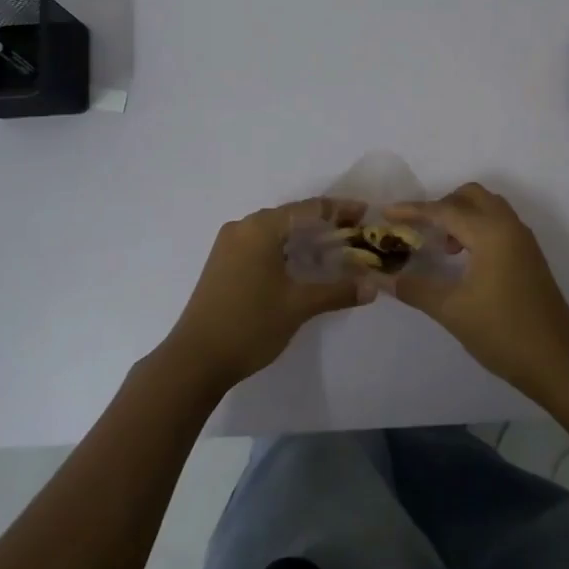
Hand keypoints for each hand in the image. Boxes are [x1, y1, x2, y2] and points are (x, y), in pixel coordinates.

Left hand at [163, 198, 369, 391]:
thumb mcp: (298, 306)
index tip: (366, 213)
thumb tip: (373, 287)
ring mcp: (228, 245)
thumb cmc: (250, 325)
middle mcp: (242, 227)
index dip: (340, 210)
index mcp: (260, 228)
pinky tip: (302, 264)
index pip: (309, 209)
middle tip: (354, 234)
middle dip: (324, 224)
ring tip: (334, 249)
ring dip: (304, 238)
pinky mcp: (222, 263)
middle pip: (291, 217)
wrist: (195, 359)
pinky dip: (285, 250)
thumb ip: (338, 291)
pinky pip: (261, 245)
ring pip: (275, 232)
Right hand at [387, 183, 568, 392]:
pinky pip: (499, 224)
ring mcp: (523, 241)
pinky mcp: (529, 256)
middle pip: (471, 196)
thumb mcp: (452, 311)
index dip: (413, 210)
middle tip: (420, 230)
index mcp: (490, 233)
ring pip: (488, 208)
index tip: (386, 213)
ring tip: (442, 247)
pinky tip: (464, 259)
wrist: (559, 362)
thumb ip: (415, 289)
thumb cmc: (503, 332)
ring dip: (461, 216)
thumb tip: (383, 279)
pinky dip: (477, 228)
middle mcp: (509, 227)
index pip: (444, 210)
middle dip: (442, 205)